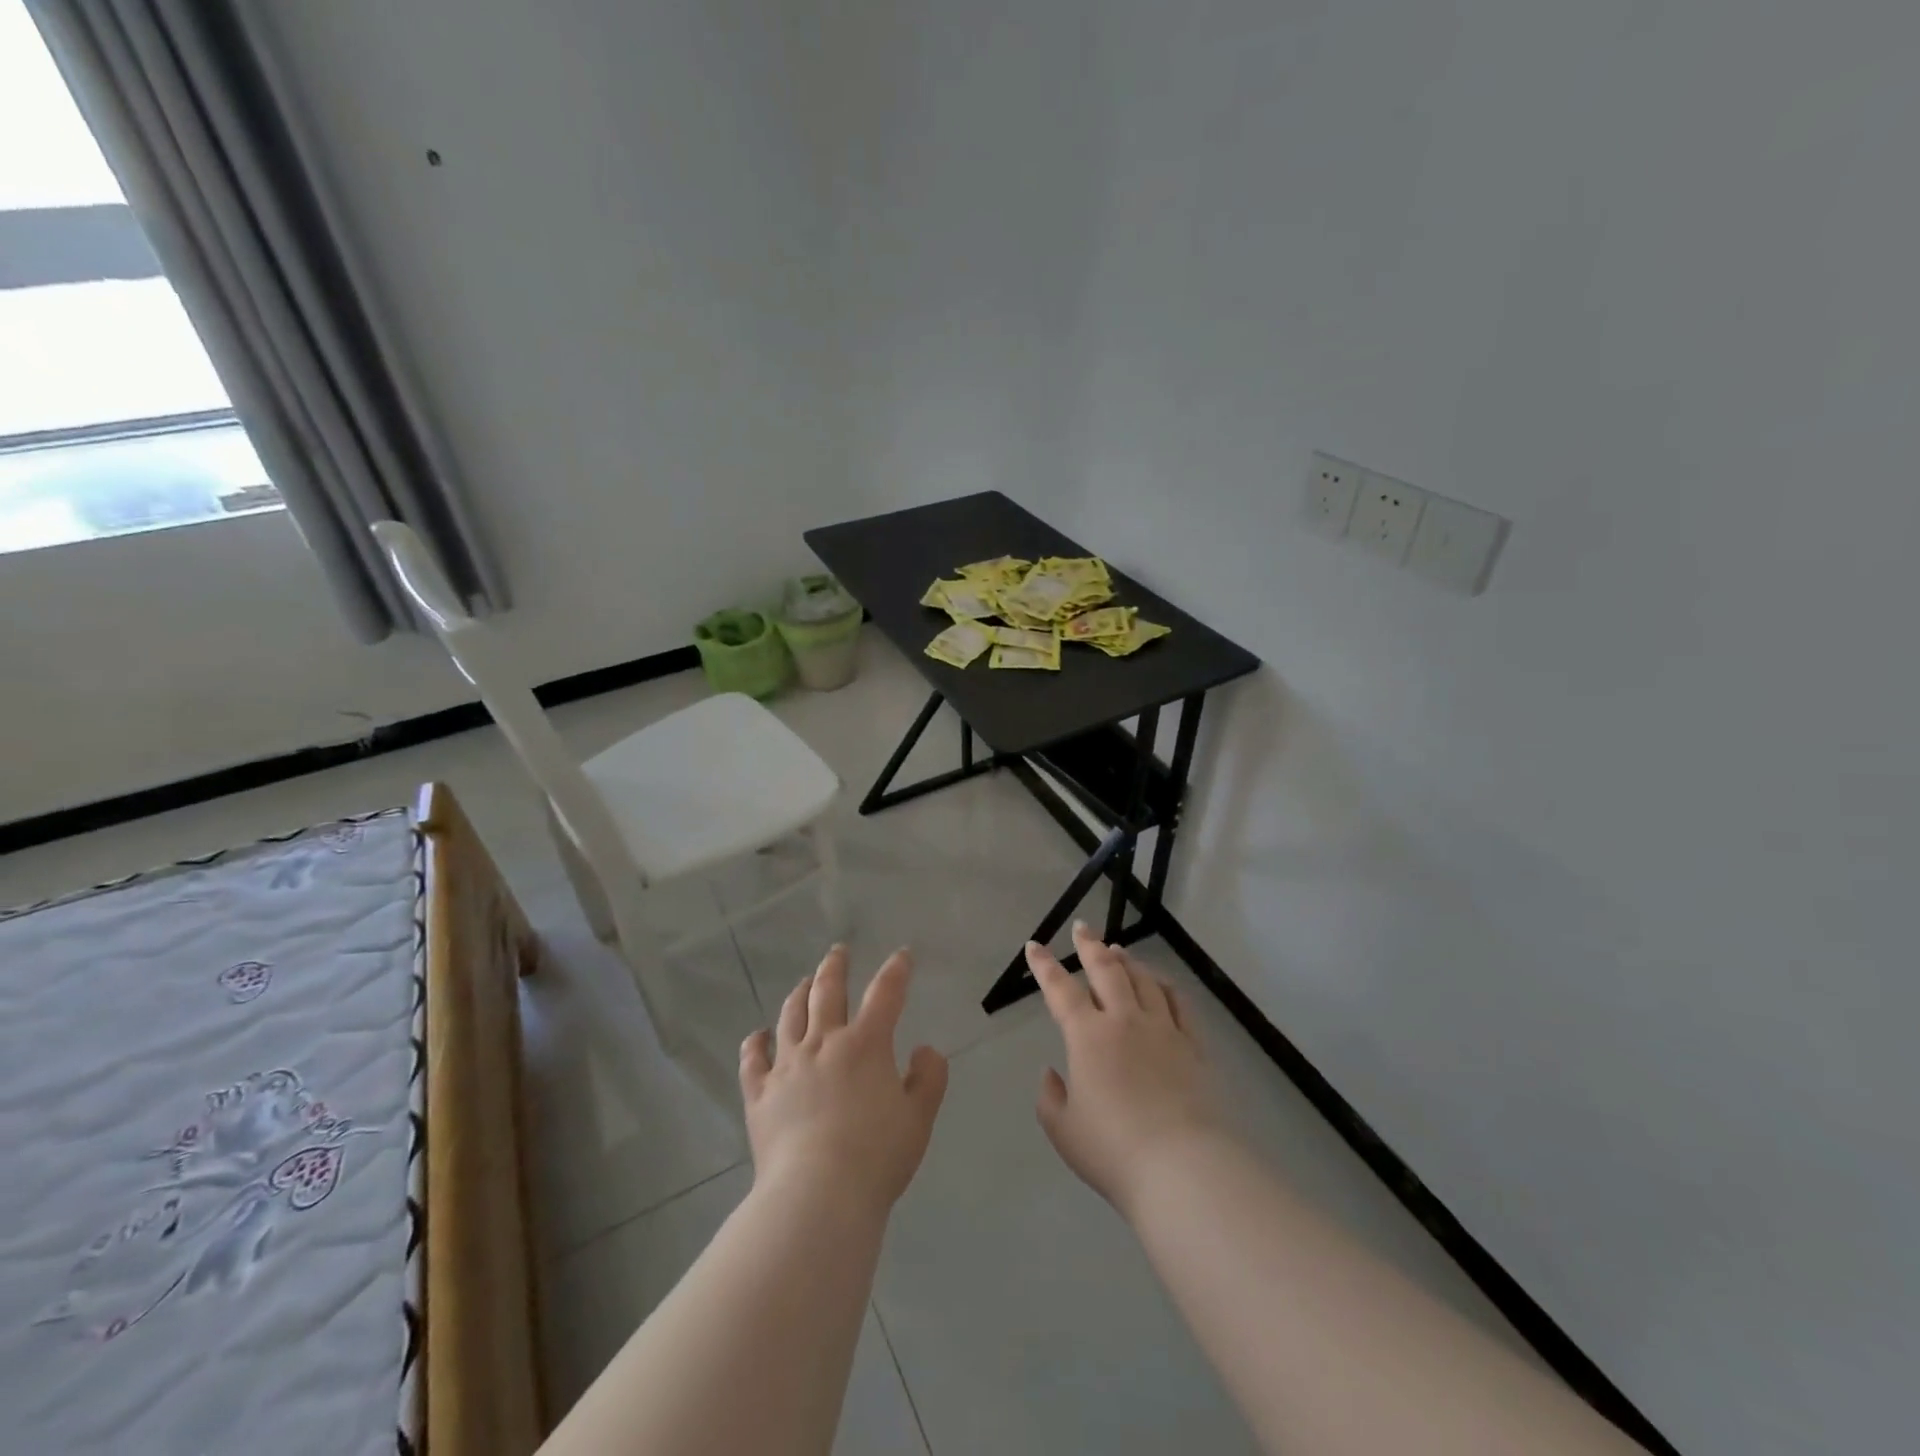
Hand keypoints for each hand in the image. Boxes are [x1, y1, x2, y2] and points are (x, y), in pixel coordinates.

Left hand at [740, 945, 948, 1216]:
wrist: (817, 1197)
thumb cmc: (876, 1156)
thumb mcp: (919, 1118)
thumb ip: (929, 1078)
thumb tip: (924, 1049)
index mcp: (866, 1044)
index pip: (886, 993)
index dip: (896, 970)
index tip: (902, 955)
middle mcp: (824, 1043)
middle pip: (827, 991)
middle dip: (835, 966)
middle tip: (838, 951)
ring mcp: (787, 1066)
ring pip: (790, 1016)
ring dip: (799, 994)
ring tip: (803, 982)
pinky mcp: (760, 1094)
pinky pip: (753, 1060)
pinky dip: (755, 1043)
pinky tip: (757, 1035)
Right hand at [1029, 923, 1231, 1214]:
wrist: (1181, 1167)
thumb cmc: (1113, 1151)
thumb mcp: (1064, 1130)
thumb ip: (1051, 1097)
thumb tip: (1053, 1073)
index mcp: (1087, 1036)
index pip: (1060, 989)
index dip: (1044, 965)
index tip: (1034, 946)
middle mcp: (1124, 1020)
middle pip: (1106, 969)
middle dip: (1089, 945)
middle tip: (1082, 928)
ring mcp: (1162, 1029)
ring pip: (1142, 979)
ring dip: (1126, 961)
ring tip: (1117, 950)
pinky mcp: (1193, 1045)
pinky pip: (1178, 1002)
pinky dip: (1165, 985)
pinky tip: (1160, 982)